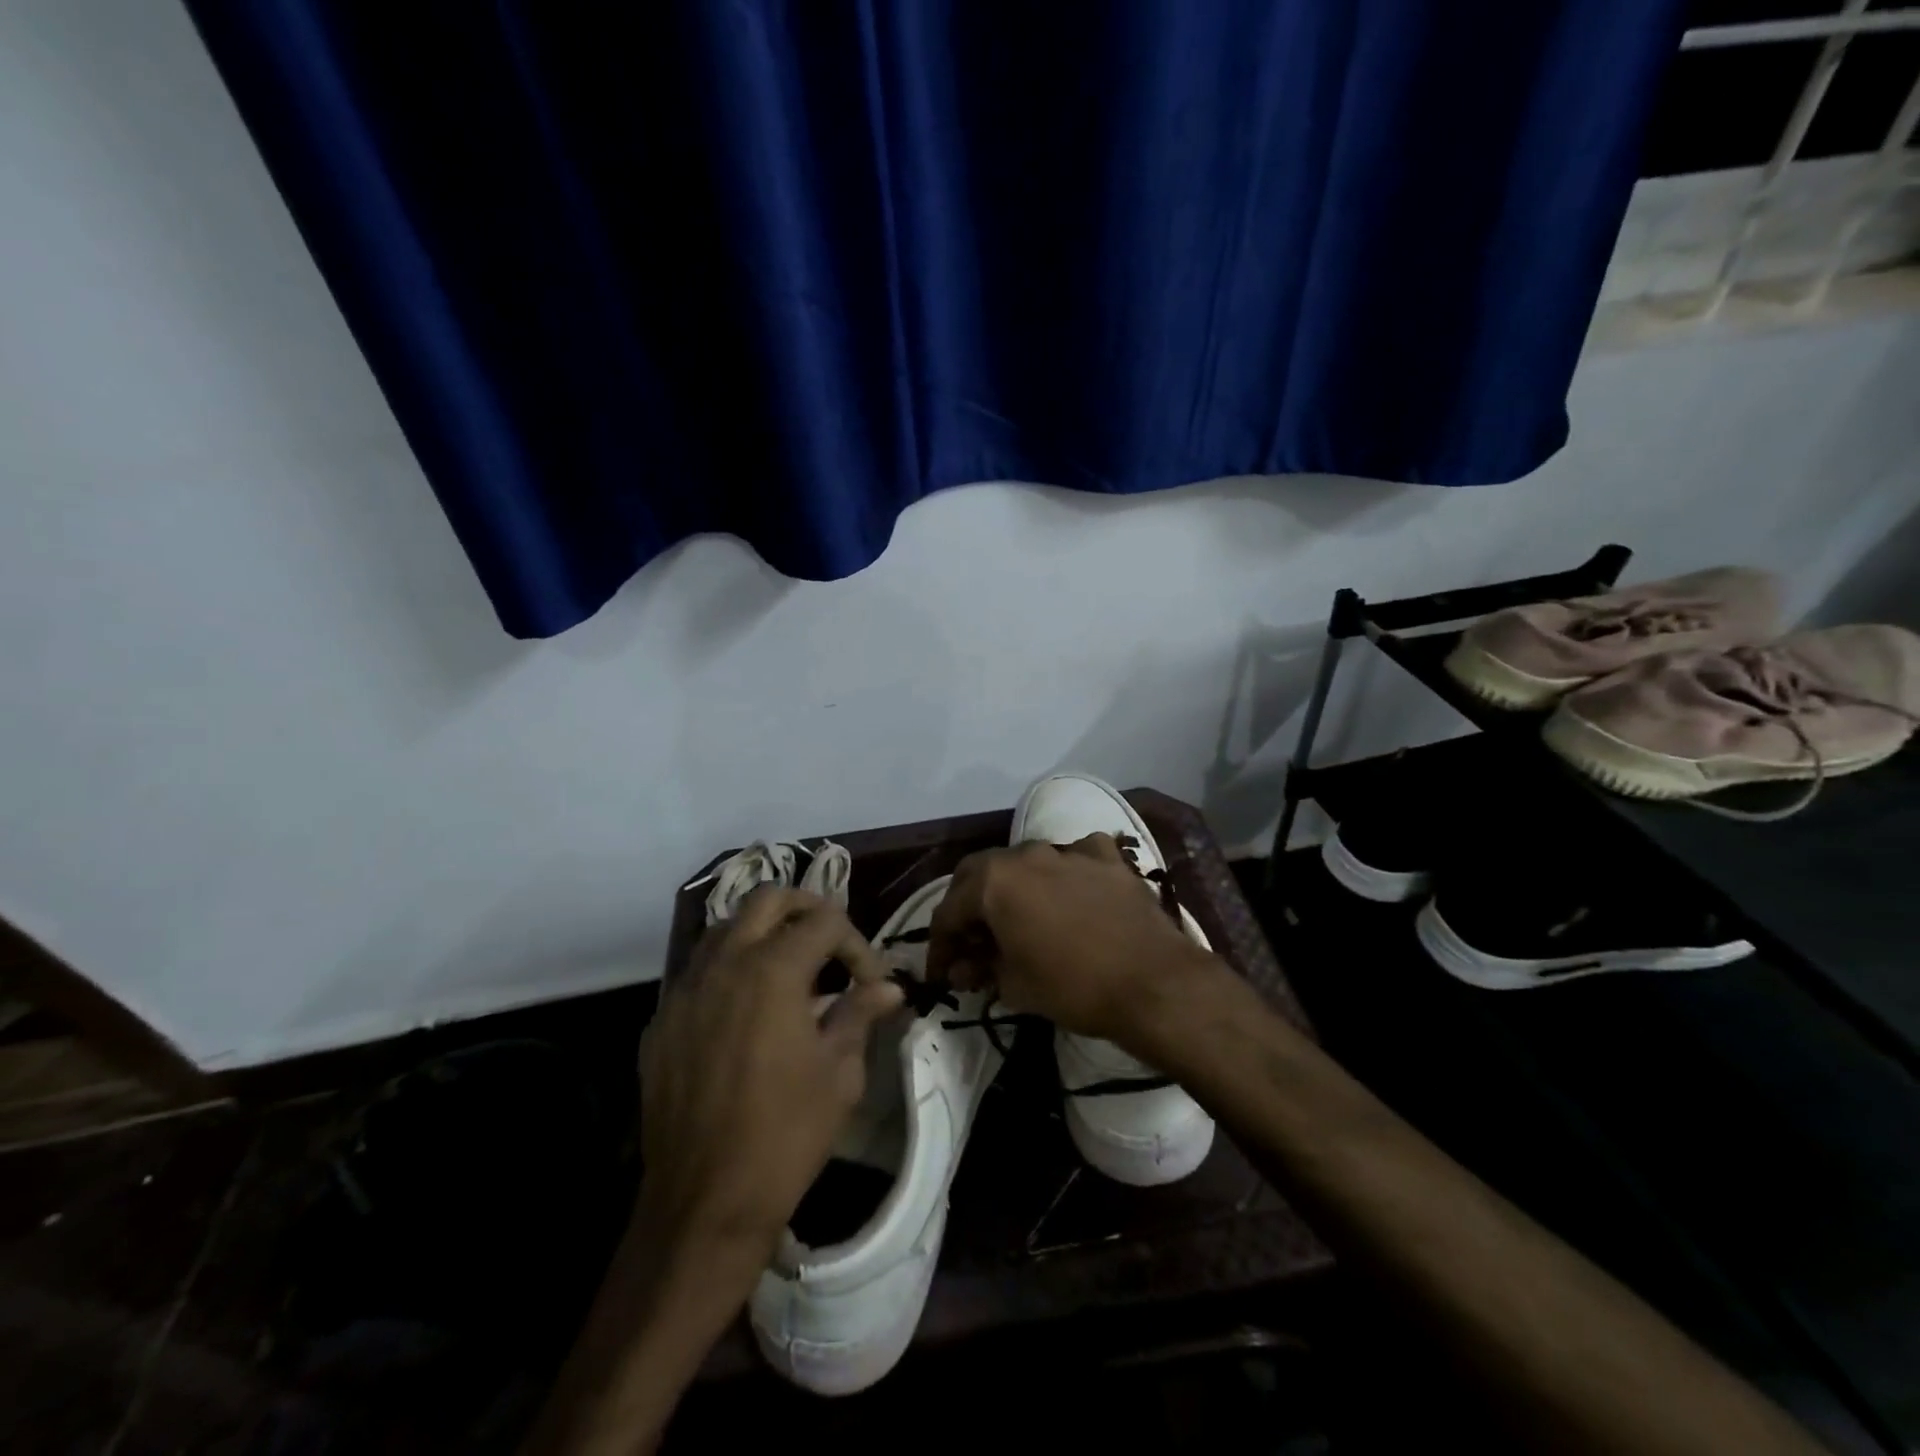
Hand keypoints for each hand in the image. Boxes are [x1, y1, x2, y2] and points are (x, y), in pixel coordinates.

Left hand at [636, 888, 903, 1265]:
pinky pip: (699, 971)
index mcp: (773, 969)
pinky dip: (729, 970)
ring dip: (763, 933)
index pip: (825, 921)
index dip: (857, 944)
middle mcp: (724, 963)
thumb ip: (859, 1014)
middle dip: (807, 910)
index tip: (870, 983)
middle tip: (830, 944)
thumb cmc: (786, 1135)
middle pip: (768, 899)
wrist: (704, 1204)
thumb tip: (888, 987)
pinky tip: (746, 1012)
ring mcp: (685, 990)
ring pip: (726, 927)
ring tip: (789, 971)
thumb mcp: (840, 1073)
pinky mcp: (662, 1021)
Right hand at [926, 834, 1218, 1047]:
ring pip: (1026, 862)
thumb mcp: (1015, 986)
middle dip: (968, 906)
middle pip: (981, 874)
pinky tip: (1070, 896)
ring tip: (1017, 921)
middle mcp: (1026, 853)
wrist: (1154, 982)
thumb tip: (965, 969)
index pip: (950, 910)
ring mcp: (1069, 850)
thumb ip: (982, 970)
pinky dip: (1063, 875)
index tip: (941, 972)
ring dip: (1013, 889)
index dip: (940, 945)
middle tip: (970, 941)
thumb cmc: (1073, 986)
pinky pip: (1074, 858)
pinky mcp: (1107, 857)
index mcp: (995, 881)